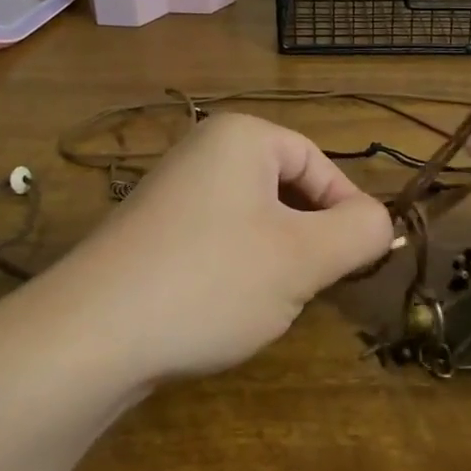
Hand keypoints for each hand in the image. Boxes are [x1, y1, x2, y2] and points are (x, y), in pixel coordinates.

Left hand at [56, 113, 395, 382]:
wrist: (91, 333)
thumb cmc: (212, 280)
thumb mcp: (303, 259)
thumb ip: (358, 233)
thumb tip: (379, 220)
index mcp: (241, 136)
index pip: (319, 163)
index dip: (348, 211)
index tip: (360, 262)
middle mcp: (203, 149)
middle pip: (286, 188)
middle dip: (307, 238)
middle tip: (310, 286)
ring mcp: (172, 189)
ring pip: (253, 218)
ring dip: (274, 258)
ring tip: (265, 301)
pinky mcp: (152, 230)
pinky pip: (216, 238)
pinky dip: (234, 269)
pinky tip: (224, 308)